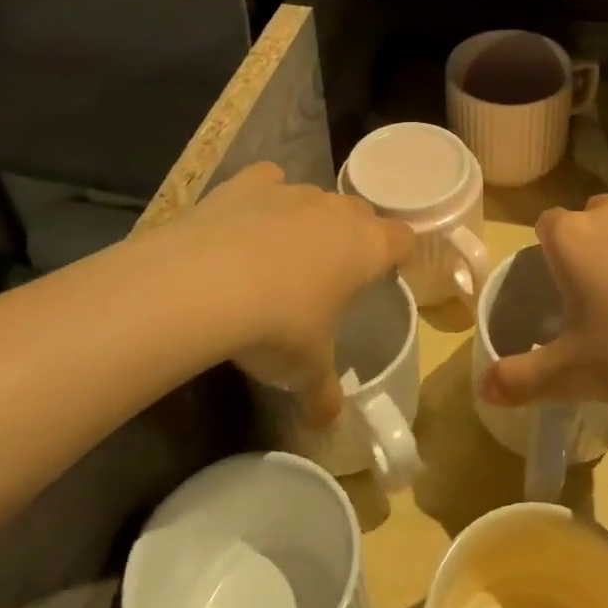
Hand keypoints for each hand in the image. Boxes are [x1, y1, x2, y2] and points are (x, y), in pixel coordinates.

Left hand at [152, 163, 413, 426]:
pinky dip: (264, 198)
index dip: (396, 256)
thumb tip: (329, 425)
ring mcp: (292, 191)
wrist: (205, 286)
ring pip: (314, 198)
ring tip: (279, 257)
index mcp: (367, 247)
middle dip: (350, 238)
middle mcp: (336, 211)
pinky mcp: (248, 183)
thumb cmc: (278, 327)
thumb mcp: (306, 371)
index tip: (381, 276)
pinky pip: (269, 181)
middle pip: (360, 214)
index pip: (403, 238)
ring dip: (307, 221)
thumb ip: (324, 394)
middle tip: (329, 275)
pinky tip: (246, 224)